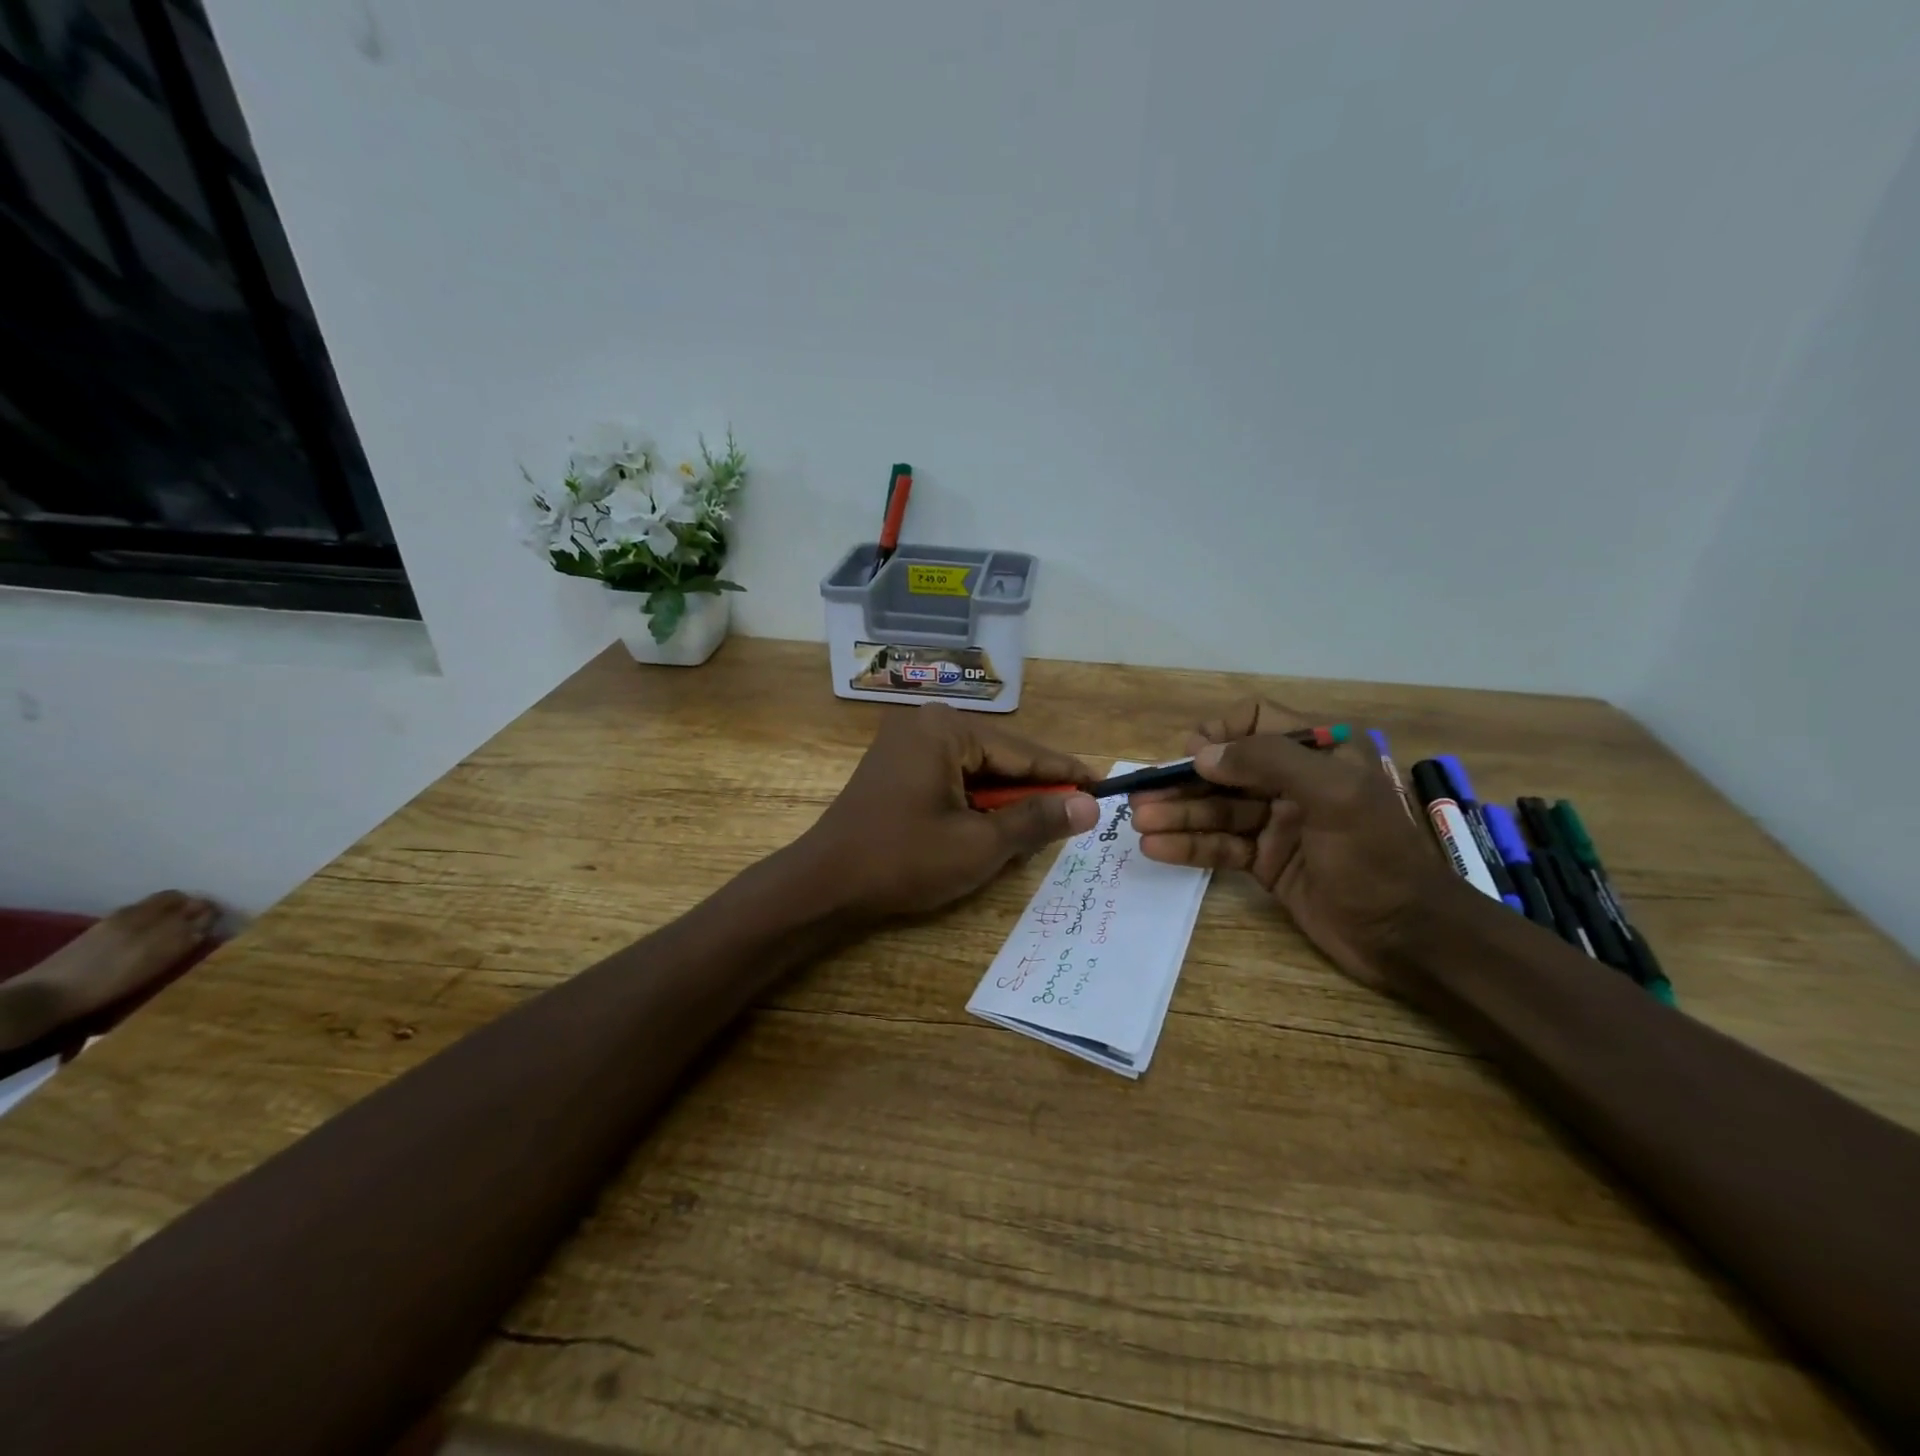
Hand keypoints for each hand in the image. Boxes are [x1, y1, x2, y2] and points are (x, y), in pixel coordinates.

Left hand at [799, 704, 1099, 920]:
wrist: (824, 884)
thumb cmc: (903, 860)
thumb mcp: (979, 844)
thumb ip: (1037, 819)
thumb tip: (1089, 806)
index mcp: (946, 730)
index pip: (1022, 752)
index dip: (1065, 774)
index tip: (1104, 786)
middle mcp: (926, 725)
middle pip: (999, 759)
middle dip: (1034, 790)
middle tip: (1078, 813)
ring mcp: (907, 745)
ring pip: (977, 771)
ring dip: (1006, 800)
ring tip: (1045, 825)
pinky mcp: (897, 768)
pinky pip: (952, 779)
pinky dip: (976, 803)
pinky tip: (997, 825)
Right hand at [1131, 700, 1461, 992]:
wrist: (1408, 937)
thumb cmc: (1376, 856)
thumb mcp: (1333, 795)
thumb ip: (1268, 761)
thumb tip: (1201, 754)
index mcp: (1320, 753)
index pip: (1256, 721)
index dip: (1219, 732)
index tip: (1189, 755)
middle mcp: (1294, 782)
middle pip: (1226, 769)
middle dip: (1183, 782)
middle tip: (1142, 797)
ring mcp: (1277, 823)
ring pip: (1217, 809)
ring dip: (1178, 815)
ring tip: (1140, 823)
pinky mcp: (1265, 862)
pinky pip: (1220, 845)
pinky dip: (1189, 846)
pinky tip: (1157, 849)